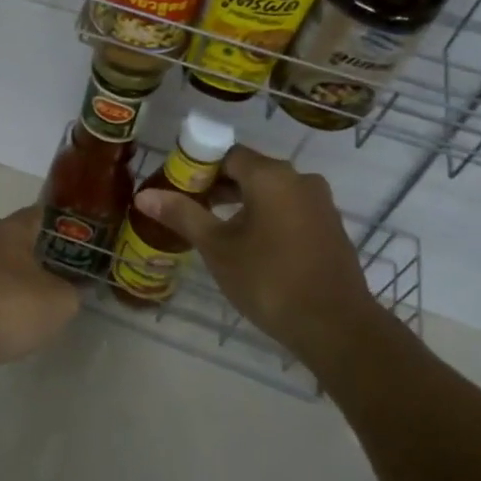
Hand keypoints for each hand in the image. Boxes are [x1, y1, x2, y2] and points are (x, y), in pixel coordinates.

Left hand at [0, 206, 80, 372]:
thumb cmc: (8, 308)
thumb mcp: (60, 302)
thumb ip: (72, 290)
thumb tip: (71, 287)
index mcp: (9, 229)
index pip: (41, 214)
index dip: (63, 226)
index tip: (81, 243)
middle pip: (17, 241)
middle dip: (39, 256)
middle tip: (64, 276)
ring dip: (15, 282)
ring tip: (36, 305)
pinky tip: (7, 324)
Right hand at [135, 147, 393, 376]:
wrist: (336, 327)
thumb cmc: (269, 280)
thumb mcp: (217, 248)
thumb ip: (183, 215)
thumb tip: (145, 195)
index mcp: (271, 176)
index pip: (225, 154)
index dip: (196, 167)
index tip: (176, 188)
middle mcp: (299, 179)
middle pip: (248, 170)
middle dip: (216, 186)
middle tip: (187, 209)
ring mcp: (318, 203)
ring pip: (269, 191)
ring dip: (239, 202)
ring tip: (212, 229)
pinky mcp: (328, 226)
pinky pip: (287, 208)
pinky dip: (264, 216)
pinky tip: (248, 244)